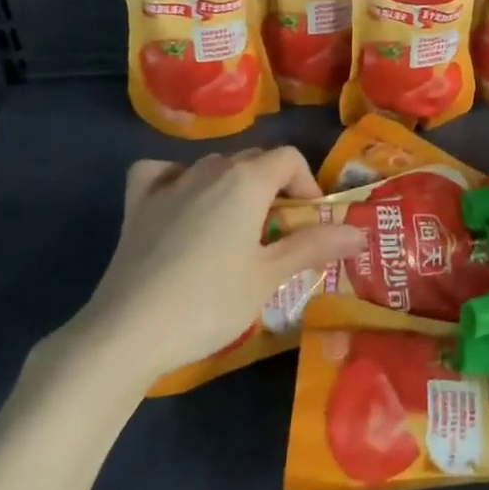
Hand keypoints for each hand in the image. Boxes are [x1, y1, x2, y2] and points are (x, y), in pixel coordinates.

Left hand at [61, 147, 365, 381]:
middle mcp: (209, 169)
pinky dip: (177, 179)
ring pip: (213, 166)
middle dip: (274, 187)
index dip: (307, 184)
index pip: (289, 158)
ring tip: (237, 228)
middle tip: (279, 233)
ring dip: (233, 185)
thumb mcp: (269, 276)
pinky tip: (181, 203)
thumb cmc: (209, 302)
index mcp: (246, 180)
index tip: (310, 222)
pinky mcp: (137, 204)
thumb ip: (314, 246)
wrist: (128, 331)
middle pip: (254, 160)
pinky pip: (162, 173)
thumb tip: (360, 231)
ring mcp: (169, 183)